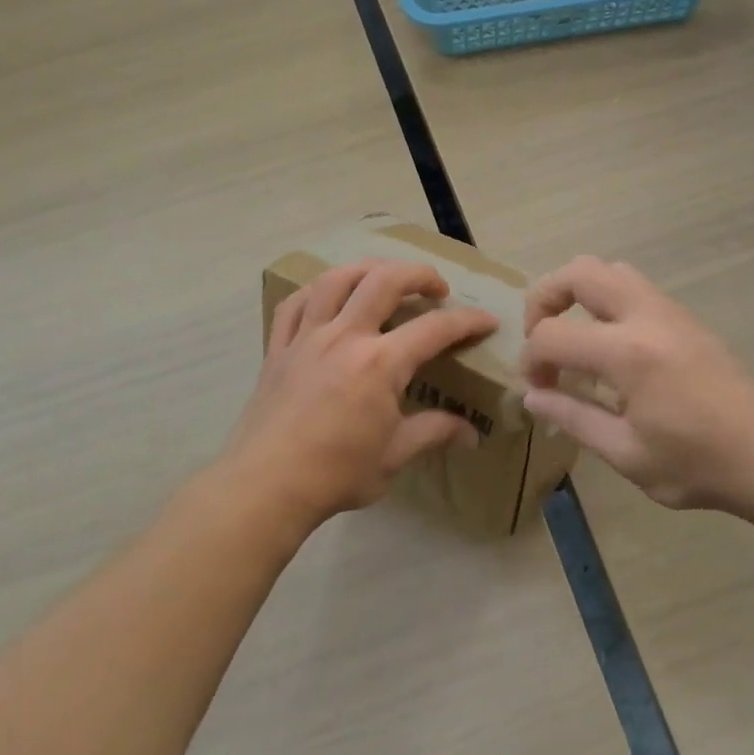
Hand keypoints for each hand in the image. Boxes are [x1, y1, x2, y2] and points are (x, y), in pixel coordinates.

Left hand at [222, 258, 497, 528]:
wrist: (266, 485)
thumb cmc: (336, 473)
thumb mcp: (394, 456)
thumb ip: (434, 432)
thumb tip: (471, 433)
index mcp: (380, 363)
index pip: (435, 328)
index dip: (467, 320)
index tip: (487, 321)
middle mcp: (345, 336)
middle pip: (385, 280)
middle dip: (419, 274)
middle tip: (436, 287)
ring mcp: (307, 337)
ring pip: (336, 279)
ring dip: (367, 269)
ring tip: (384, 277)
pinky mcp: (278, 347)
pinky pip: (295, 303)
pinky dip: (315, 291)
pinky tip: (327, 296)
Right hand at [519, 256, 753, 518]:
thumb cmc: (698, 463)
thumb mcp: (626, 453)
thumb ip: (573, 417)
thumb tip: (532, 396)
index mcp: (627, 352)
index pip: (553, 334)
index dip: (530, 359)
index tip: (536, 389)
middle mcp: (645, 316)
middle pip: (579, 272)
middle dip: (544, 298)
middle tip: (541, 340)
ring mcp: (669, 311)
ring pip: (610, 270)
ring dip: (578, 293)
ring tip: (573, 337)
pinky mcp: (685, 318)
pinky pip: (634, 287)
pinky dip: (605, 301)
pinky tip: (609, 348)